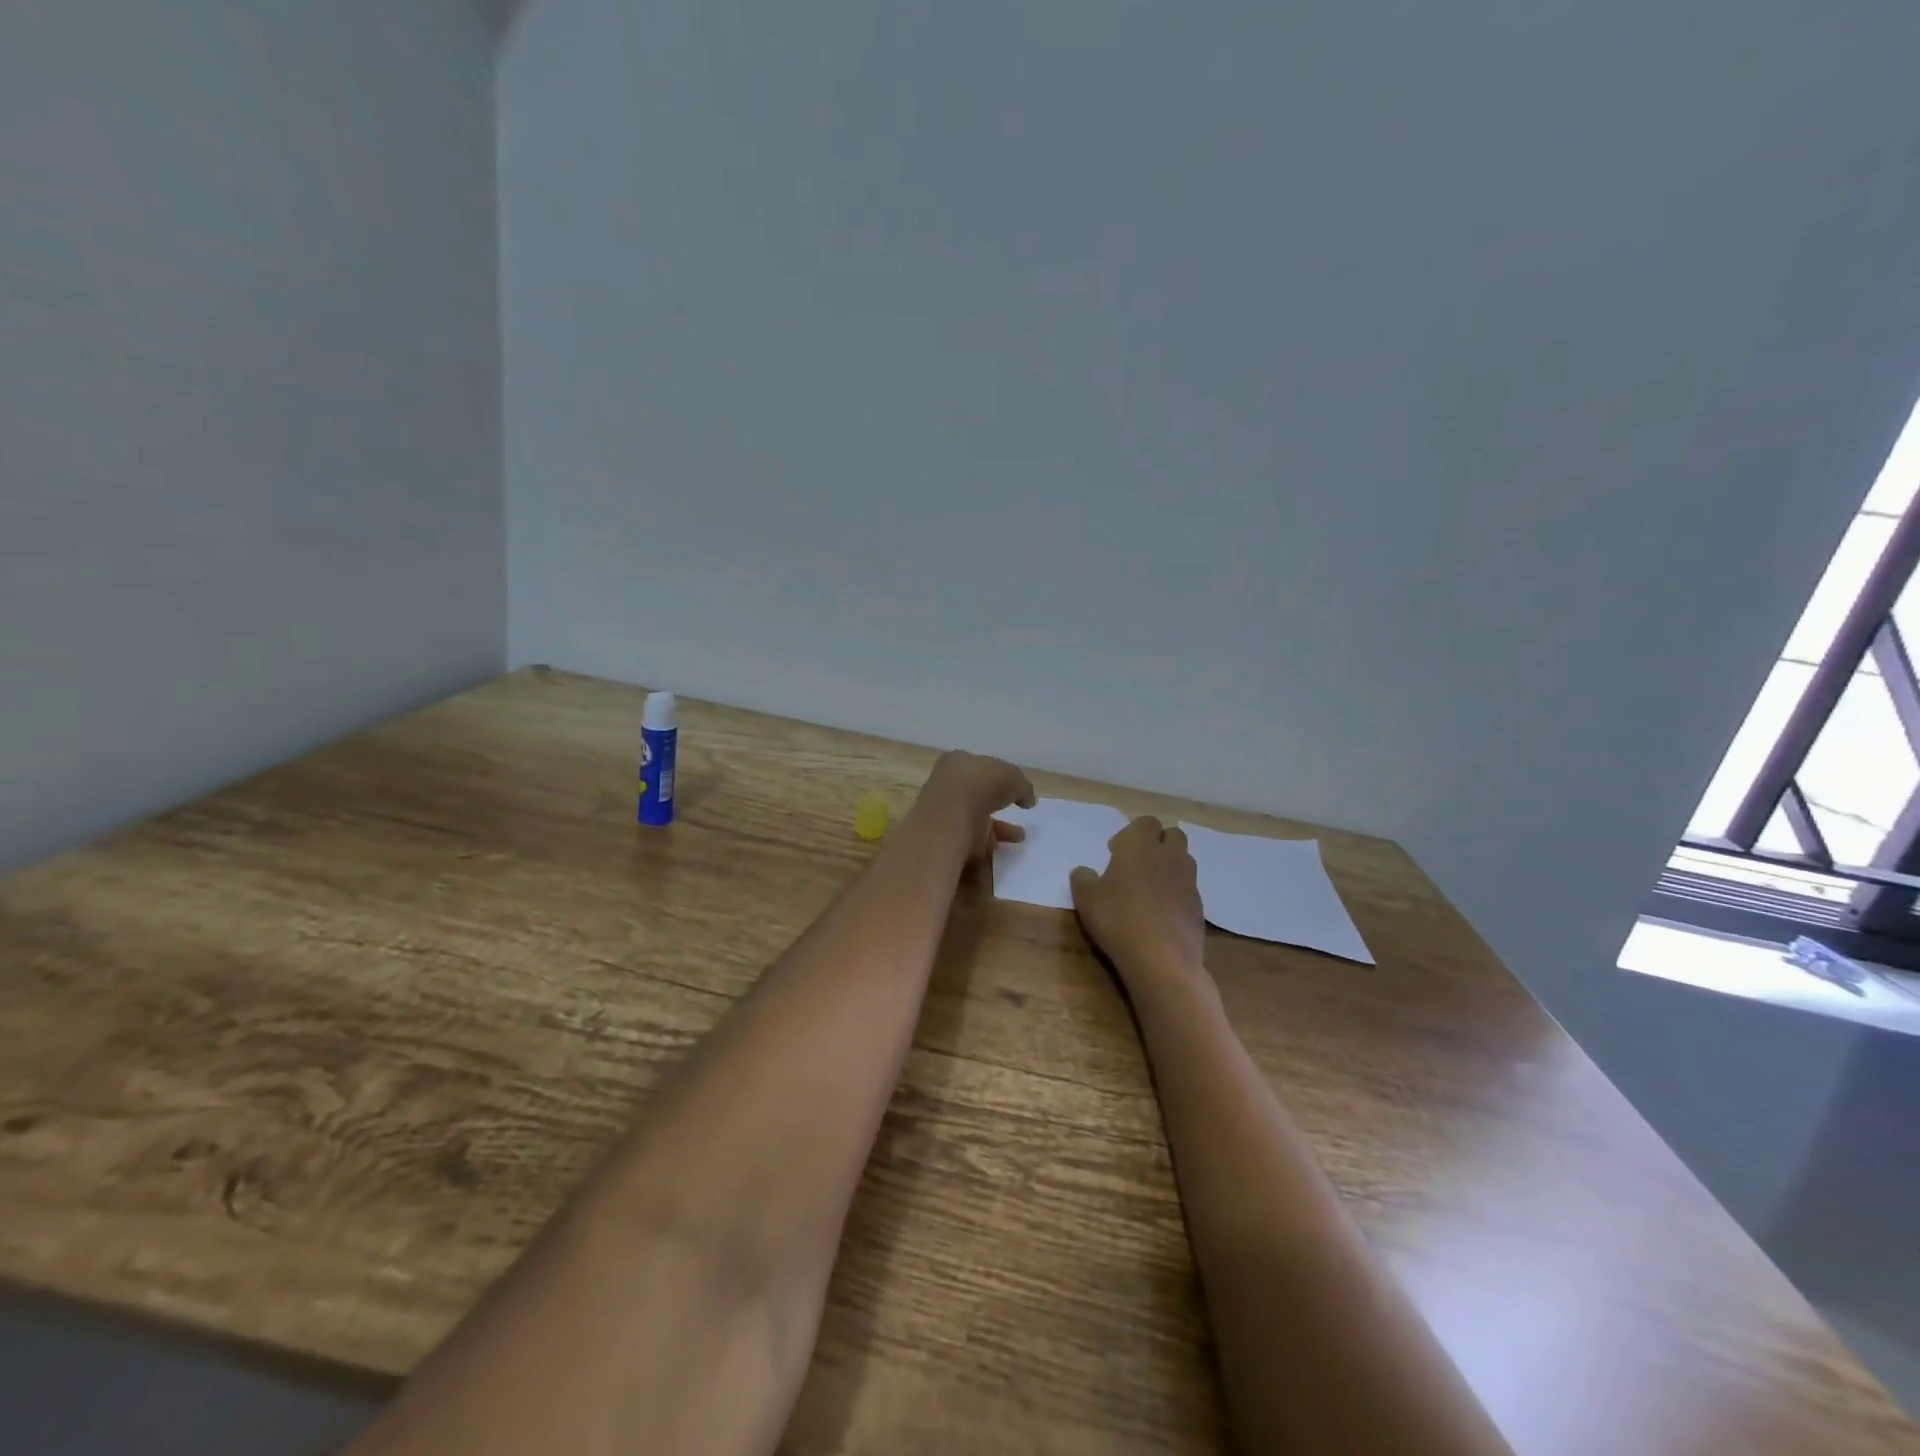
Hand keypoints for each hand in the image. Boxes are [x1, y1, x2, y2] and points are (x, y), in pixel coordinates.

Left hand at [915, 751, 1036, 863]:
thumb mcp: (1013, 777)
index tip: (1011, 791)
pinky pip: (969, 844)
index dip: (997, 779)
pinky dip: (986, 849)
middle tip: (1014, 815)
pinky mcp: (943, 840)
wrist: (949, 818)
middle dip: (997, 807)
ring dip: (996, 831)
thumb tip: (1027, 800)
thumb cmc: (980, 785)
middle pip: (975, 796)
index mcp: (957, 762)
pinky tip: (1002, 851)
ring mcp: (942, 814)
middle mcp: (946, 786)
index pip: (978, 769)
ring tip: (1017, 838)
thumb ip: (1022, 787)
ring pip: (972, 822)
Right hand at [1069, 817, 1207, 985]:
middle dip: (1157, 843)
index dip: (1130, 834)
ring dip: (1169, 865)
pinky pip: (1188, 887)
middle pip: (1172, 834)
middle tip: (1136, 865)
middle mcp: (1169, 855)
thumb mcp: (1086, 899)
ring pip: (1184, 859)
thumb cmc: (1118, 920)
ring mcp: (1188, 880)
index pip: (1145, 822)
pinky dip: (1177, 892)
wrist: (1162, 959)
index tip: (1115, 853)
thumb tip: (1083, 871)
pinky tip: (1161, 913)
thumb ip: (1082, 878)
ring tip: (1150, 888)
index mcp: (1140, 845)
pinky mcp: (1199, 905)